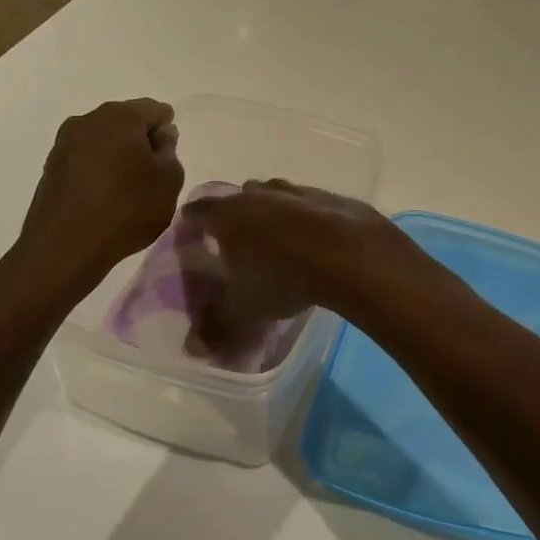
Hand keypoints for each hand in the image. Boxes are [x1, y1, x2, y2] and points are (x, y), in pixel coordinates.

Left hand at [12, 99, 183, 291]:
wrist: (64, 249)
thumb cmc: (126, 210)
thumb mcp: (168, 182)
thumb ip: (170, 152)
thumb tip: (160, 137)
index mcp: (121, 116)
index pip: (155, 109)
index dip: (167, 131)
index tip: (168, 159)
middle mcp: (89, 119)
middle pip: (126, 120)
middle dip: (141, 140)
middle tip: (152, 173)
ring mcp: (65, 142)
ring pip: (103, 138)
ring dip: (118, 154)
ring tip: (127, 187)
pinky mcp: (51, 165)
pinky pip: (85, 157)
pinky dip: (98, 167)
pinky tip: (104, 195)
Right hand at [180, 180, 448, 357]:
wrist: (349, 254)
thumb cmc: (283, 278)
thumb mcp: (244, 311)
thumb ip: (216, 327)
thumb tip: (193, 348)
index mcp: (229, 214)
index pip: (198, 211)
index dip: (191, 222)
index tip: (190, 234)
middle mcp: (259, 194)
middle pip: (237, 197)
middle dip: (233, 215)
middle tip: (233, 242)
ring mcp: (295, 191)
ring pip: (273, 194)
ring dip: (269, 210)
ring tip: (273, 239)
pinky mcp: (328, 196)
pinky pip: (306, 203)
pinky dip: (302, 216)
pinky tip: (311, 239)